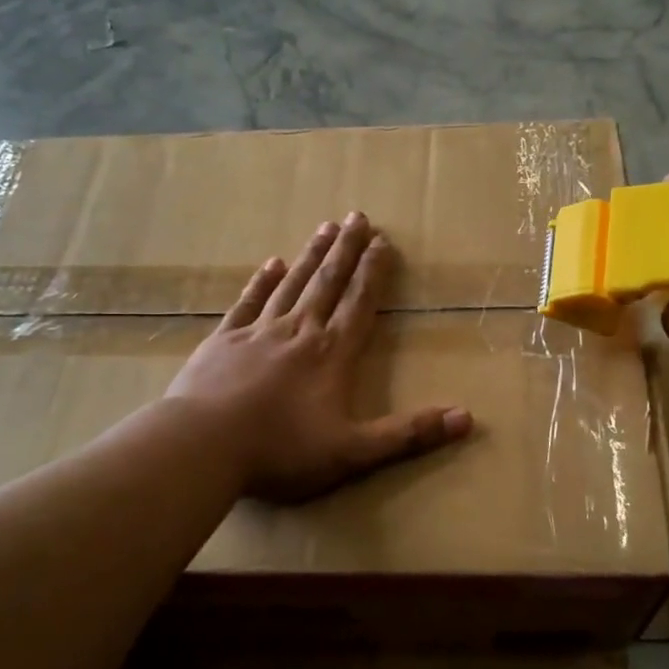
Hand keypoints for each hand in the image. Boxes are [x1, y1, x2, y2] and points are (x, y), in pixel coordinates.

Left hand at [165, 212, 472, 500]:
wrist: (202, 447)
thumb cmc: (281, 451)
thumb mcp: (353, 451)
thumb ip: (409, 434)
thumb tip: (467, 418)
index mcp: (331, 354)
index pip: (359, 303)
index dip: (374, 272)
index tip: (383, 241)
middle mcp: (299, 332)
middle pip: (327, 282)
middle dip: (346, 250)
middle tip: (358, 216)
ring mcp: (258, 333)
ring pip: (292, 284)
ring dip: (311, 255)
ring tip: (326, 228)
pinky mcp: (223, 341)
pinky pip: (248, 303)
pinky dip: (262, 282)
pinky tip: (271, 264)